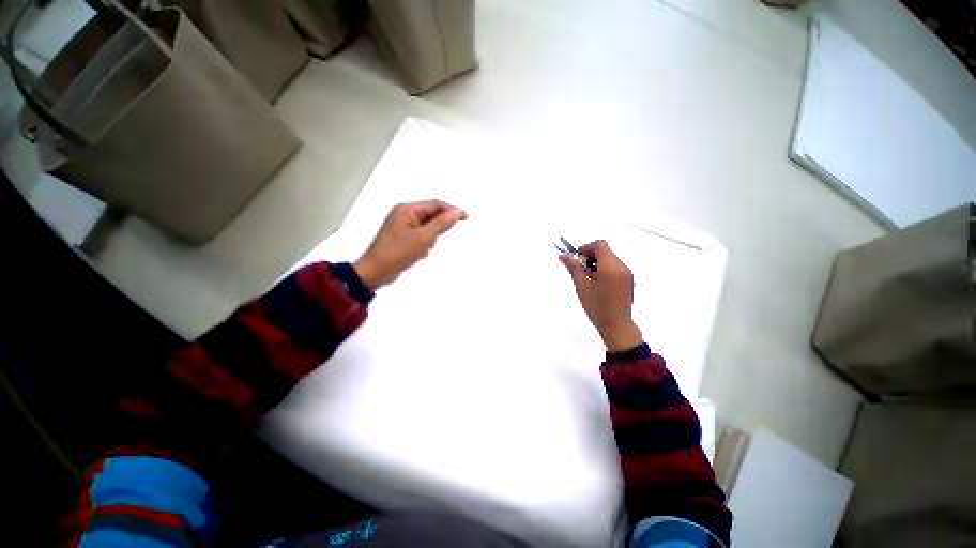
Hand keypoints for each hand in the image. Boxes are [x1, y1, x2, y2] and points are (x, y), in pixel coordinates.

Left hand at [354, 200, 467, 289]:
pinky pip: (420, 236)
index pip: (435, 205)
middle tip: (432, 243)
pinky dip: (423, 244)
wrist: (375, 272)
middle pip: (431, 216)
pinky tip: (418, 254)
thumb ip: (442, 224)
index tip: (466, 218)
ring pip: (426, 228)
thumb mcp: (424, 238)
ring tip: (421, 250)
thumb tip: (458, 212)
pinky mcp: (402, 237)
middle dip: (436, 230)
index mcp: (407, 209)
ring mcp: (402, 226)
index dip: (451, 210)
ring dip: (430, 239)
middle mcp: (404, 214)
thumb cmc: (398, 253)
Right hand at [560, 240, 643, 351]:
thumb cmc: (597, 307)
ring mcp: (627, 273)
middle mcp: (621, 266)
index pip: (600, 245)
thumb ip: (574, 268)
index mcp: (610, 267)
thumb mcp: (582, 287)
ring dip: (598, 262)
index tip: (578, 259)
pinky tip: (598, 283)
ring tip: (589, 278)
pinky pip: (616, 266)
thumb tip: (564, 255)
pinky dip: (605, 268)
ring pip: (610, 258)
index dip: (586, 248)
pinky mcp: (629, 280)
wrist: (617, 325)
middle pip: (605, 250)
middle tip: (581, 269)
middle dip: (591, 255)